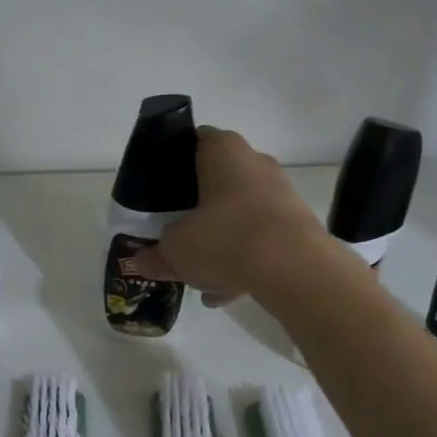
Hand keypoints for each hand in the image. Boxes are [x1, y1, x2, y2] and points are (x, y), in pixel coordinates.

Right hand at [139, 127, 329, 303]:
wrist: (294, 268)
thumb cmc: (225, 238)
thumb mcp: (176, 249)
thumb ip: (156, 253)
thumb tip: (140, 261)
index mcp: (223, 150)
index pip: (194, 142)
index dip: (173, 164)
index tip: (159, 191)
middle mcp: (255, 163)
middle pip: (217, 182)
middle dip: (196, 211)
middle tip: (176, 235)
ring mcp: (280, 194)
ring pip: (238, 215)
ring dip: (219, 243)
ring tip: (199, 277)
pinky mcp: (296, 226)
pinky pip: (259, 240)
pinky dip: (242, 261)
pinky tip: (222, 294)